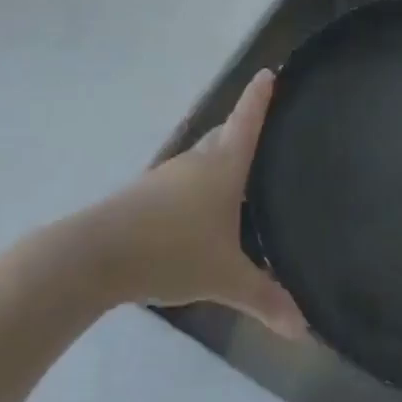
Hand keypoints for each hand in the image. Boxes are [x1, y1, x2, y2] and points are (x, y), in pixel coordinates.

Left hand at [87, 70, 303, 337]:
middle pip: (224, 135)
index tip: (269, 72)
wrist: (98, 254)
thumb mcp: (226, 278)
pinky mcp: (145, 195)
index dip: (259, 97)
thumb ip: (264, 299)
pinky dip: (198, 188)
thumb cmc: (172, 250)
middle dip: (242, 130)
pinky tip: (202, 214)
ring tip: (241, 181)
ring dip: (219, 162)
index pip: (247, 121)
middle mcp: (196, 162)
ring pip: (201, 160)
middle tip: (266, 136)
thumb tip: (303, 329)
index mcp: (223, 166)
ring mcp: (167, 176)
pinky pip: (182, 182)